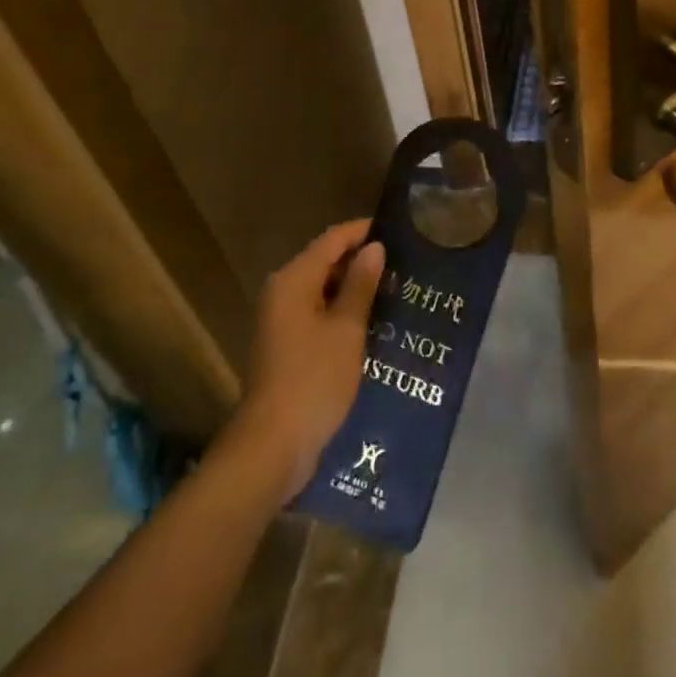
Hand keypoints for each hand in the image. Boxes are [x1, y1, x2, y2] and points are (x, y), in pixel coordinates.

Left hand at [231, 219, 384, 501]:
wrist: (272, 447)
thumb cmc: (313, 379)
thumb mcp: (346, 328)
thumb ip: (360, 284)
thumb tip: (374, 247)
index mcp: (294, 280)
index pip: (333, 239)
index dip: (363, 231)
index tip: (397, 230)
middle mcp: (282, 292)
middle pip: (325, 261)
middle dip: (362, 261)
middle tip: (403, 263)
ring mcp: (281, 321)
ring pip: (323, 289)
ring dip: (354, 288)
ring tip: (395, 290)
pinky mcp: (286, 346)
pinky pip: (318, 314)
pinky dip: (342, 312)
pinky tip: (372, 322)